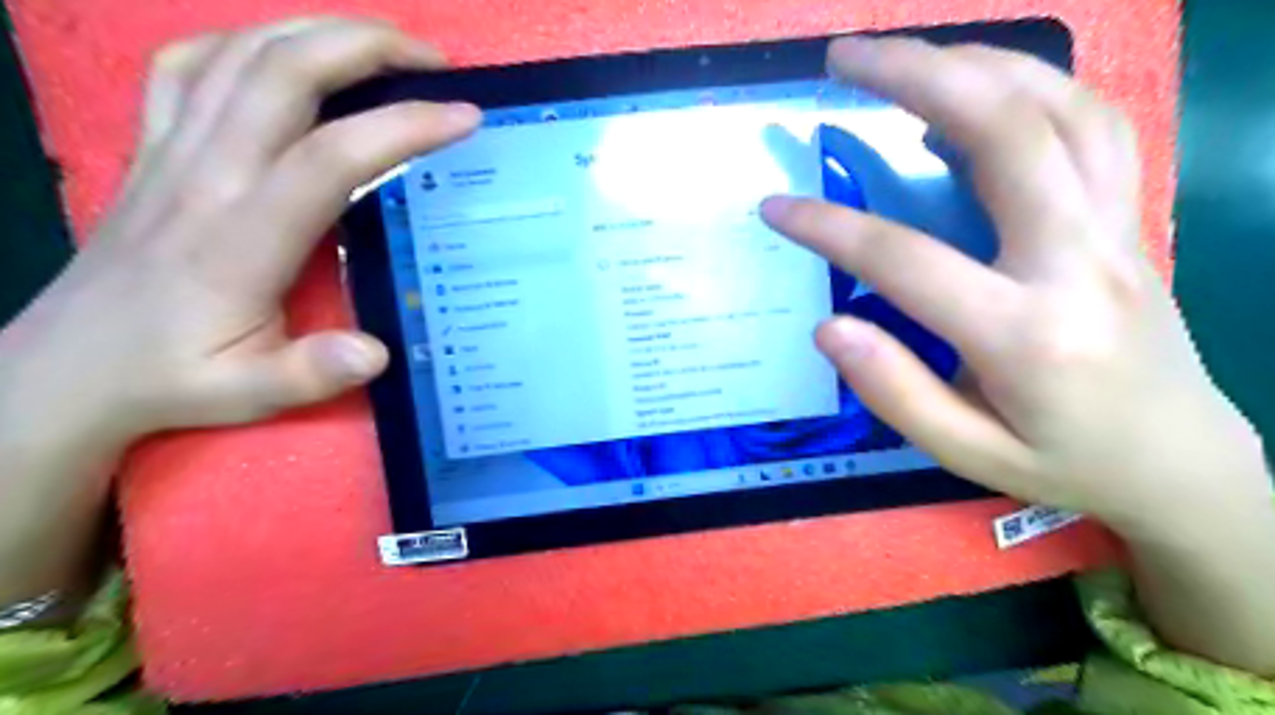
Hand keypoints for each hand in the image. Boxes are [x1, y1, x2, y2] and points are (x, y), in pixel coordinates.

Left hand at [4, 18, 482, 446]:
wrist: (67, 368)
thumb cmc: (173, 378)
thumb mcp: (248, 394)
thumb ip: (312, 374)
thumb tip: (376, 352)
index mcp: (240, 238)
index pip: (329, 157)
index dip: (402, 128)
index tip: (464, 117)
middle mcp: (205, 175)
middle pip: (282, 73)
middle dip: (366, 46)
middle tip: (433, 61)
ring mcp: (171, 151)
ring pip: (240, 53)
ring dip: (318, 32)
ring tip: (382, 47)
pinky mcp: (152, 147)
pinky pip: (190, 65)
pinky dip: (245, 42)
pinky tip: (284, 56)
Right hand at [766, 36, 1274, 676]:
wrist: (1180, 460)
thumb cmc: (1063, 463)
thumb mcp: (967, 454)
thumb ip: (895, 392)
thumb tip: (829, 328)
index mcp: (1026, 334)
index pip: (908, 260)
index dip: (830, 227)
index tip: (774, 207)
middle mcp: (1078, 262)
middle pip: (1006, 134)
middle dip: (917, 78)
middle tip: (842, 58)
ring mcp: (1115, 228)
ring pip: (1059, 108)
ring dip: (975, 65)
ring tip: (904, 57)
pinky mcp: (1128, 216)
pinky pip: (1090, 123)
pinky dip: (1031, 86)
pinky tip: (980, 89)